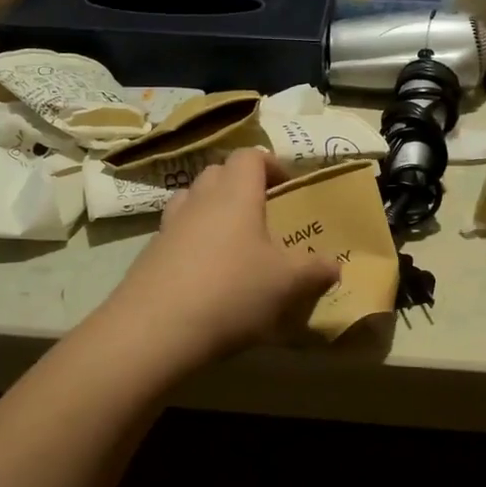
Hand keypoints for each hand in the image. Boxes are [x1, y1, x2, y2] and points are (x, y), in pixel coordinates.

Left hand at [101, 150, 340, 364]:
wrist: (154, 330)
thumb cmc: (231, 292)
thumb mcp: (287, 285)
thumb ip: (315, 270)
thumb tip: (334, 265)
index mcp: (235, 193)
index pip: (250, 156)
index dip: (271, 165)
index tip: (287, 188)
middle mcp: (200, 199)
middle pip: (219, 173)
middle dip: (242, 187)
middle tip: (263, 216)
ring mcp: (169, 225)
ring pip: (194, 201)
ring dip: (214, 212)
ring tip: (234, 244)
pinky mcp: (150, 253)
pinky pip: (177, 233)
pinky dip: (194, 242)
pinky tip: (207, 276)